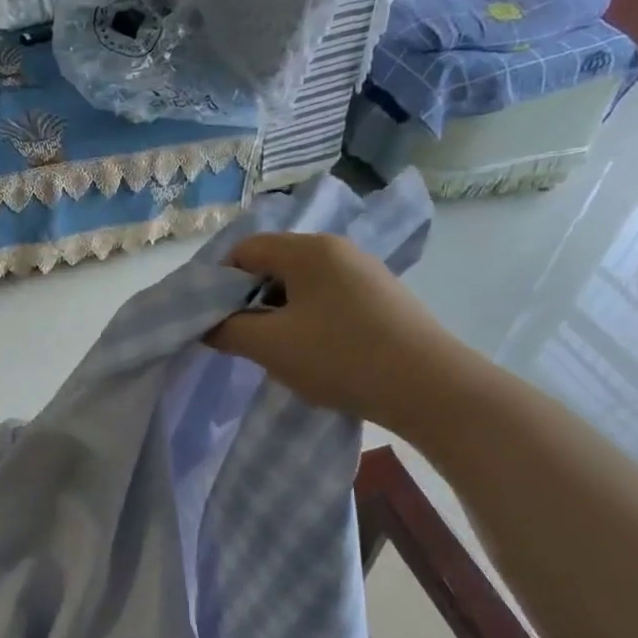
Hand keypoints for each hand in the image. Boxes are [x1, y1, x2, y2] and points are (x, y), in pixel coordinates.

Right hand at [206, 233, 467, 431]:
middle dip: (250, 299)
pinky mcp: (383, 297)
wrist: (429, 387)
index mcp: (308, 250)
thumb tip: (207, 324)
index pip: (245, 250)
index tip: (215, 320)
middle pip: (273, 264)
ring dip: (279, 311)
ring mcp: (365, 272)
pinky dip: (310, 318)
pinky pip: (329, 298)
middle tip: (244, 337)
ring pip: (302, 283)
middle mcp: (338, 250)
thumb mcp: (270, 346)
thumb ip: (227, 330)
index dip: (220, 283)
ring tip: (279, 349)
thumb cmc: (341, 357)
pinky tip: (316, 351)